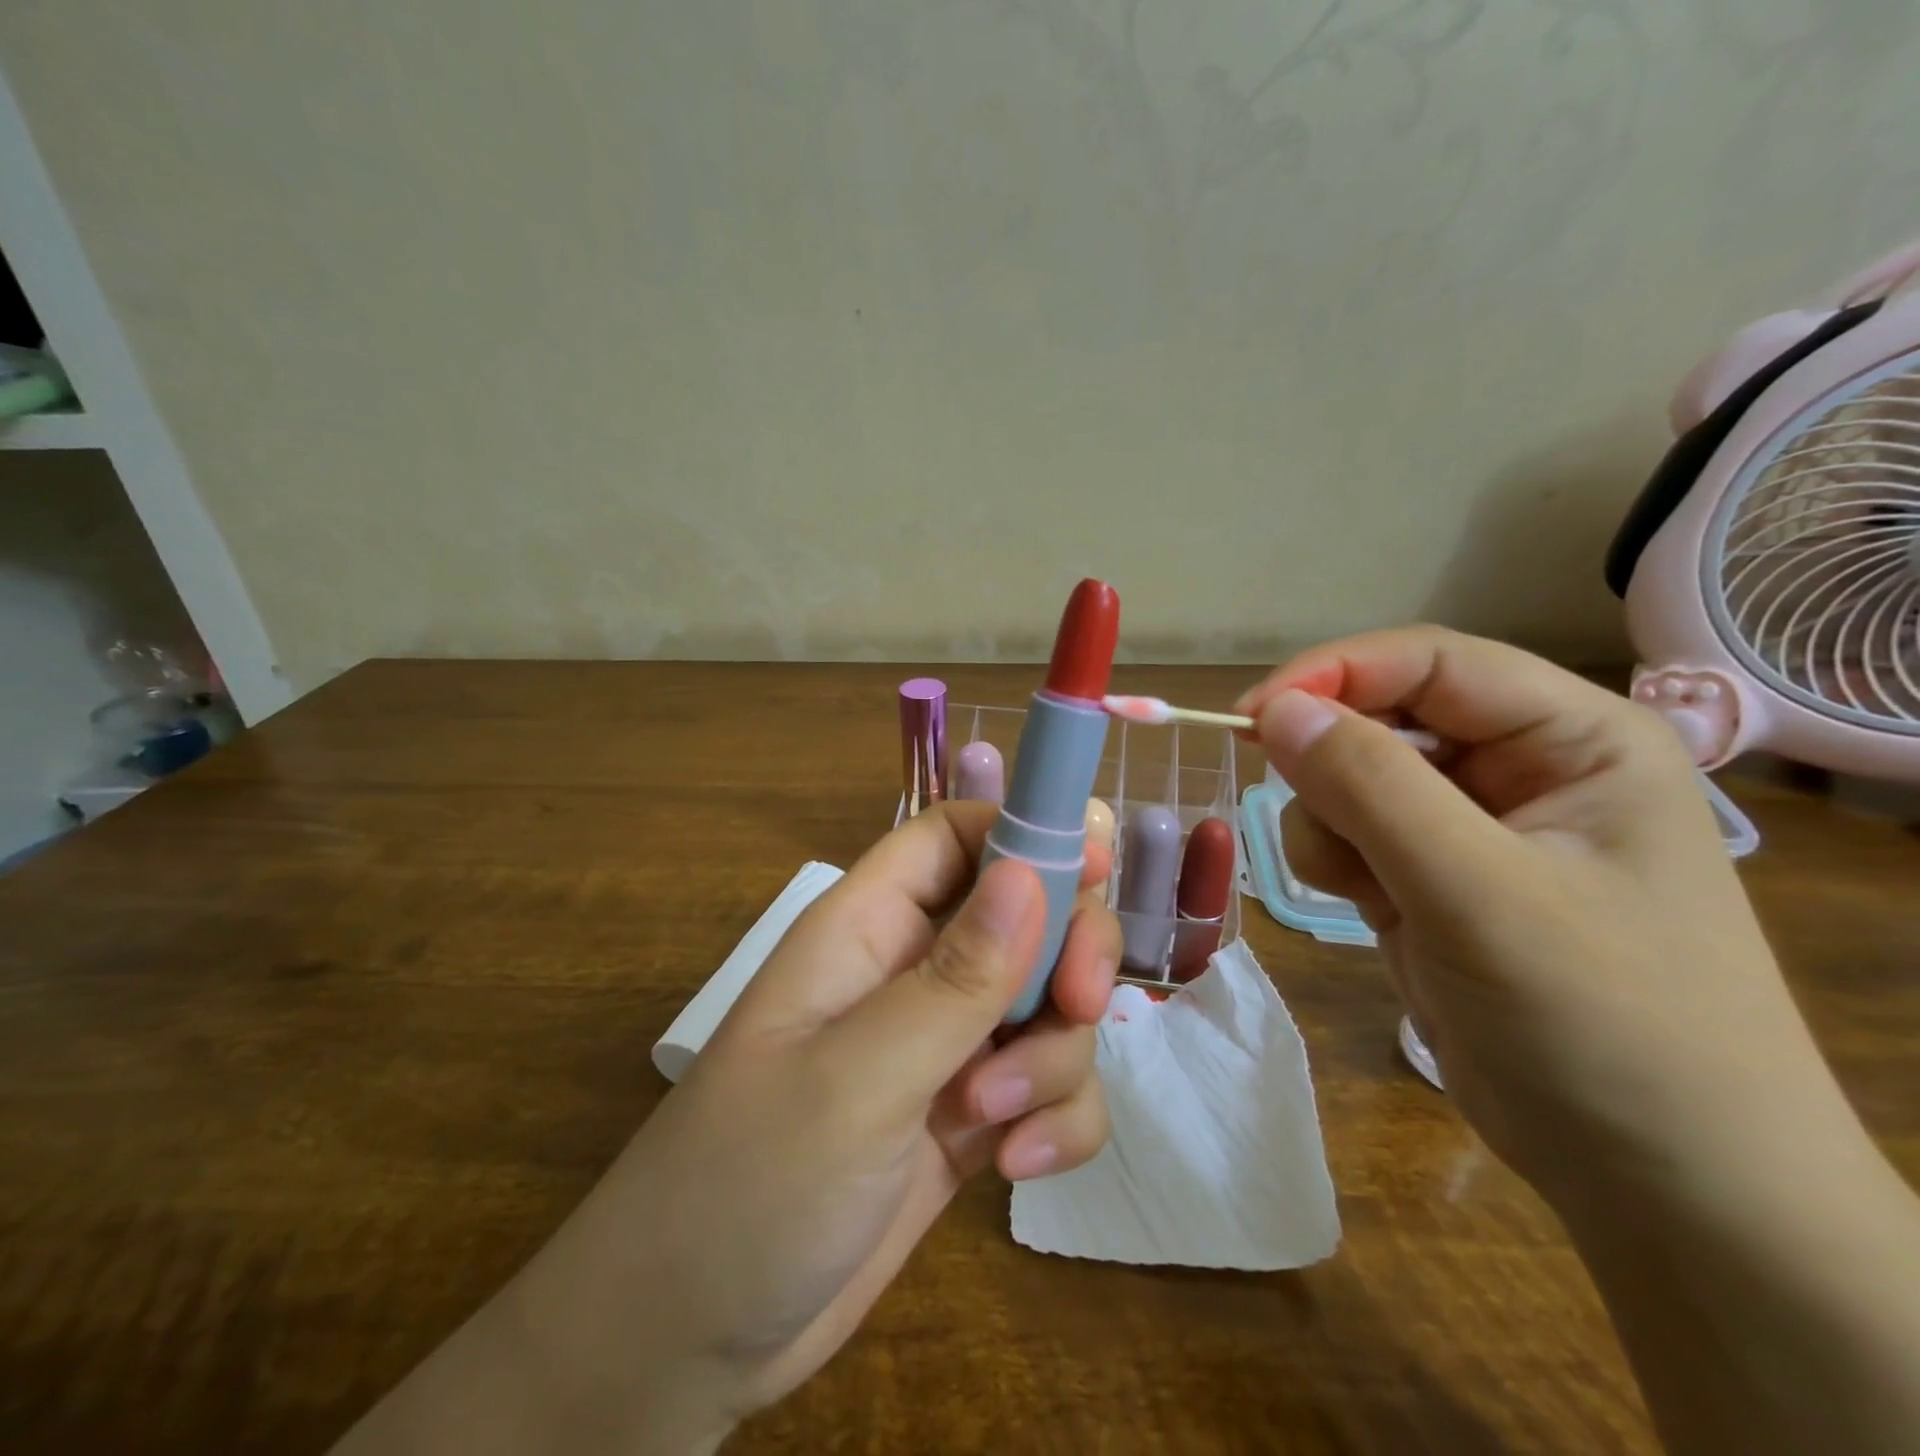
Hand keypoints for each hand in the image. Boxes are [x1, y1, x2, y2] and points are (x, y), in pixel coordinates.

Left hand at [500, 801, 1119, 1450]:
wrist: (688, 1341)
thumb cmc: (749, 1184)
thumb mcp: (856, 1079)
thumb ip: (954, 980)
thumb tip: (1032, 871)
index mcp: (870, 928)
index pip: (954, 836)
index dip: (1026, 834)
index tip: (1100, 872)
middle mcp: (913, 971)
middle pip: (1025, 914)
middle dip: (1068, 953)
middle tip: (1081, 1003)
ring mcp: (945, 1045)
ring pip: (1048, 1006)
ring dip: (1055, 1059)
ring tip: (996, 1126)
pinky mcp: (969, 1116)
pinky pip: (1049, 1087)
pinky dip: (1057, 1119)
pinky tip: (1018, 1168)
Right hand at [1234, 626, 1854, 1204]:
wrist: (1657, 1184)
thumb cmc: (1602, 1025)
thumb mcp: (1480, 893)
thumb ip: (1372, 788)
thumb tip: (1275, 709)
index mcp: (1574, 737)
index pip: (1430, 661)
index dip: (1334, 675)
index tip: (1250, 718)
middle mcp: (1522, 767)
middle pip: (1382, 718)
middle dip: (1333, 768)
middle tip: (1325, 832)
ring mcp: (1471, 826)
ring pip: (1350, 778)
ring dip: (1331, 824)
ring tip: (1368, 891)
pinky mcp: (1430, 876)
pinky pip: (1348, 833)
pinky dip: (1334, 861)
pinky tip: (1370, 909)